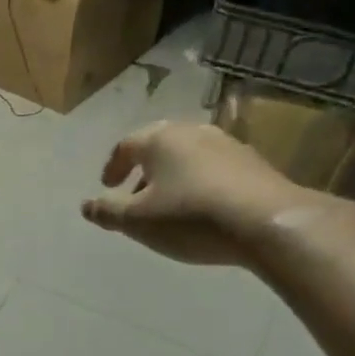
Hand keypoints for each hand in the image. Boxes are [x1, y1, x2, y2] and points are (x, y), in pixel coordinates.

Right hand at [82, 120, 325, 266]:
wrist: (268, 223)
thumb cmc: (191, 217)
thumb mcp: (138, 221)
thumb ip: (108, 212)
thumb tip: (86, 205)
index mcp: (160, 139)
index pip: (126, 146)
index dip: (113, 166)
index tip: (107, 186)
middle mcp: (192, 132)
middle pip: (159, 145)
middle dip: (143, 169)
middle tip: (136, 193)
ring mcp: (227, 144)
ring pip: (189, 156)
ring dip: (173, 176)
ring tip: (169, 204)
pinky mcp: (254, 163)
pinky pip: (214, 168)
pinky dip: (200, 182)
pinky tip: (204, 208)